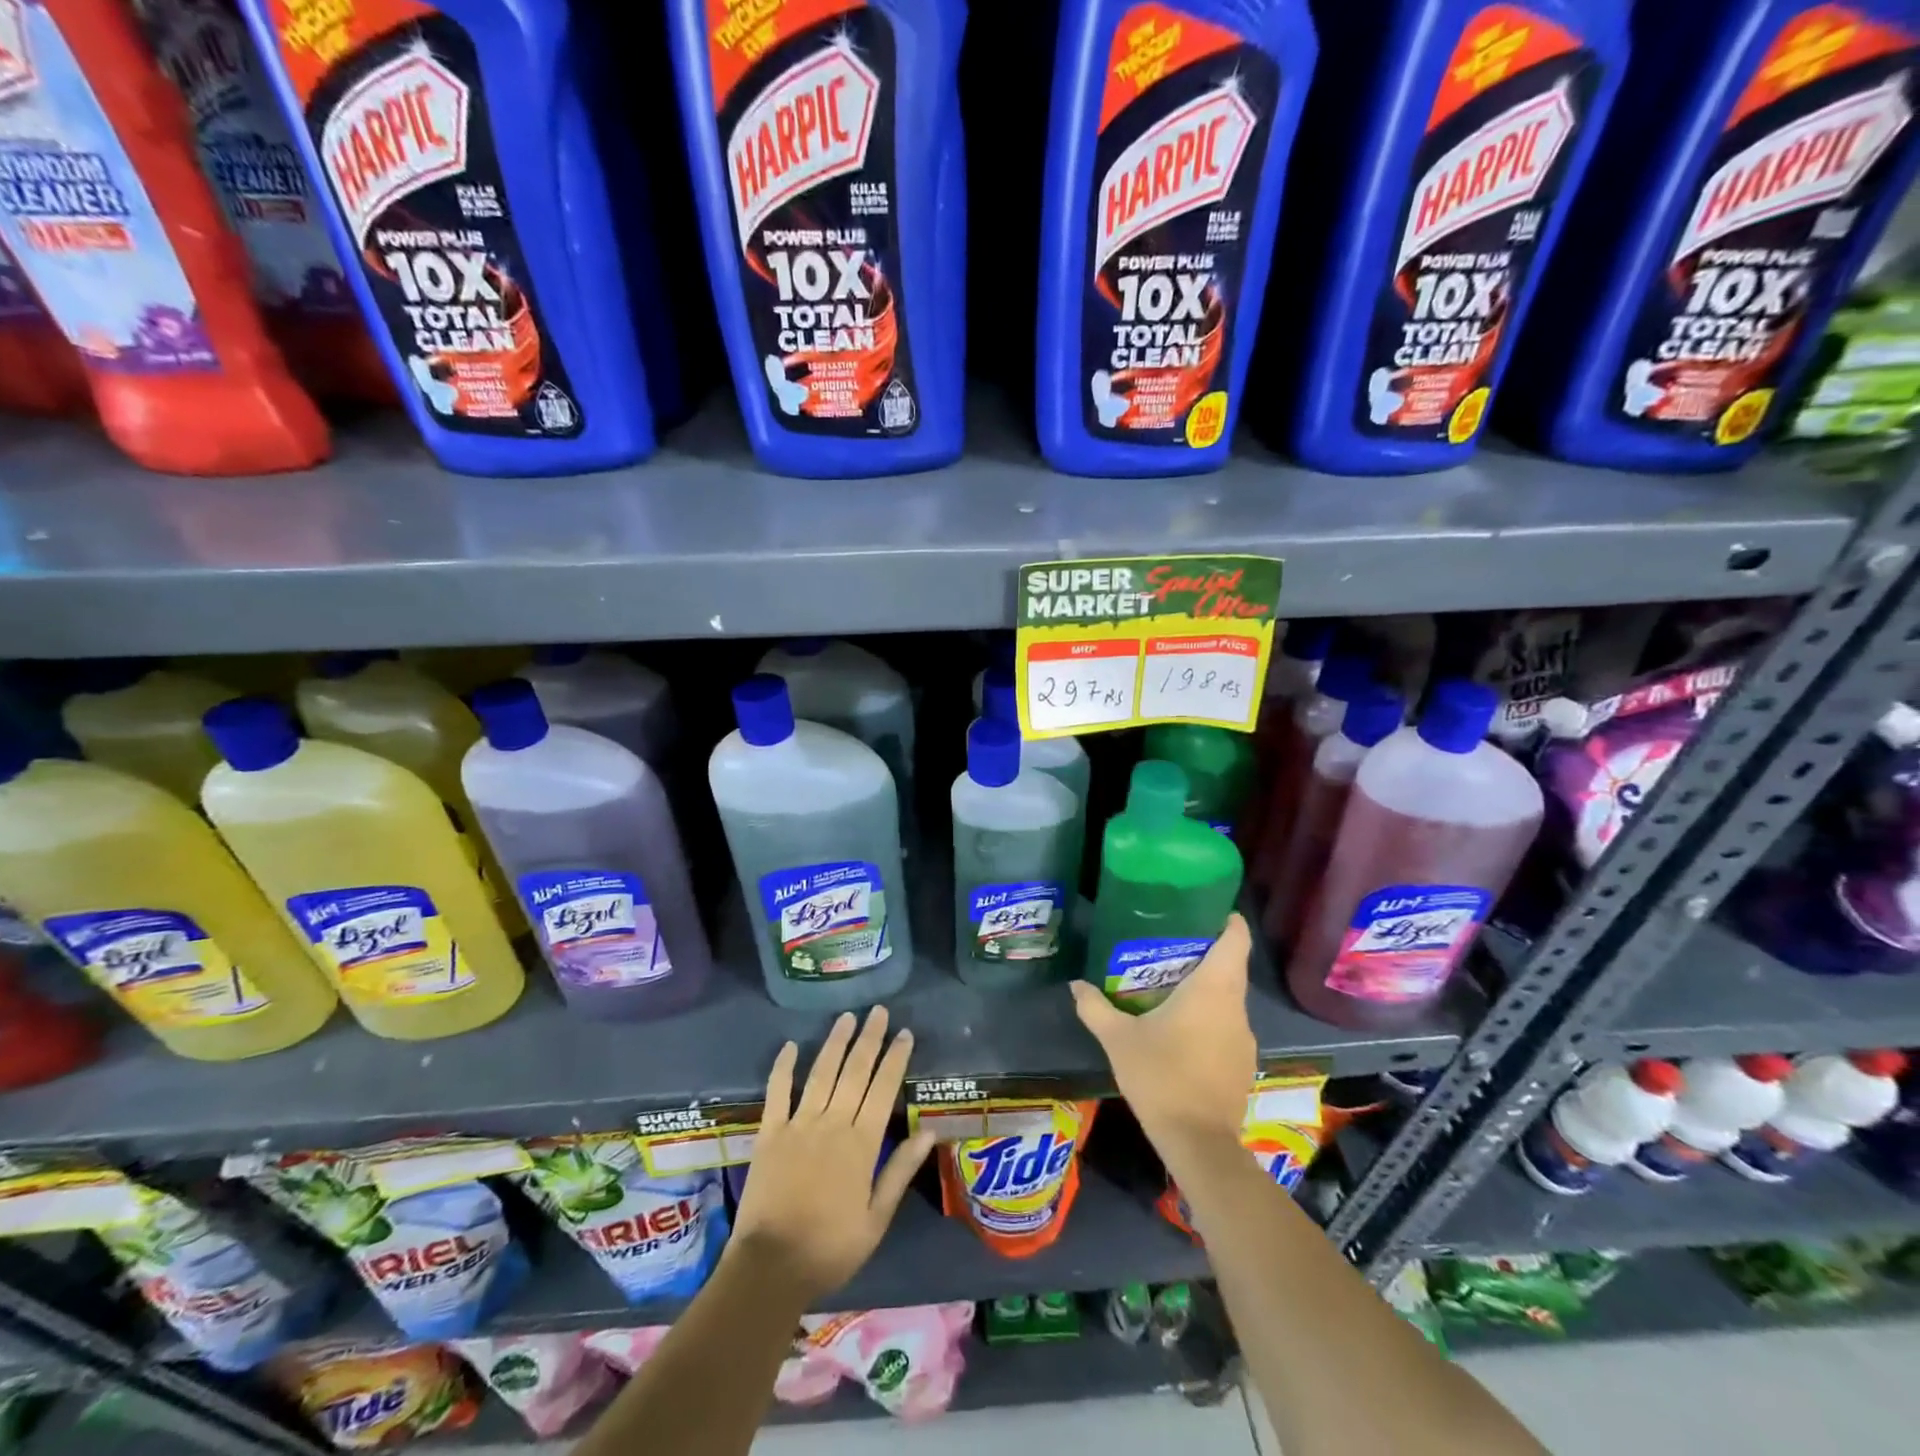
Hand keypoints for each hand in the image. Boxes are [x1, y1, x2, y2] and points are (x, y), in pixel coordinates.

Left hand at [728, 1006, 935, 1303]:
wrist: (770, 1267)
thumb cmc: (830, 1248)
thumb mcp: (876, 1219)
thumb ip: (899, 1171)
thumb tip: (928, 1131)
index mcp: (861, 1144)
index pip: (884, 1089)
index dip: (895, 1058)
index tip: (905, 1033)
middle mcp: (832, 1124)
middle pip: (855, 1072)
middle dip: (869, 1039)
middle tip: (878, 1011)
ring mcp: (798, 1125)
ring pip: (821, 1073)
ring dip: (835, 1043)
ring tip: (847, 1018)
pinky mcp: (769, 1133)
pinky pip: (777, 1092)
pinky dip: (783, 1067)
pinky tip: (791, 1045)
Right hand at [1070, 913, 1255, 1158]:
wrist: (1198, 1143)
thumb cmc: (1160, 1077)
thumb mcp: (1118, 1040)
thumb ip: (1095, 1008)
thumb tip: (1076, 984)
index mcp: (1213, 990)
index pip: (1236, 940)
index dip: (1226, 920)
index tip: (1206, 910)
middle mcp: (1236, 1007)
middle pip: (1231, 966)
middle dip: (1205, 952)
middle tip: (1169, 944)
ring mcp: (1244, 1037)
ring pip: (1229, 998)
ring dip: (1206, 987)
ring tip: (1170, 984)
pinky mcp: (1242, 1062)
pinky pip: (1228, 1024)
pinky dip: (1209, 1017)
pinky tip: (1182, 1029)